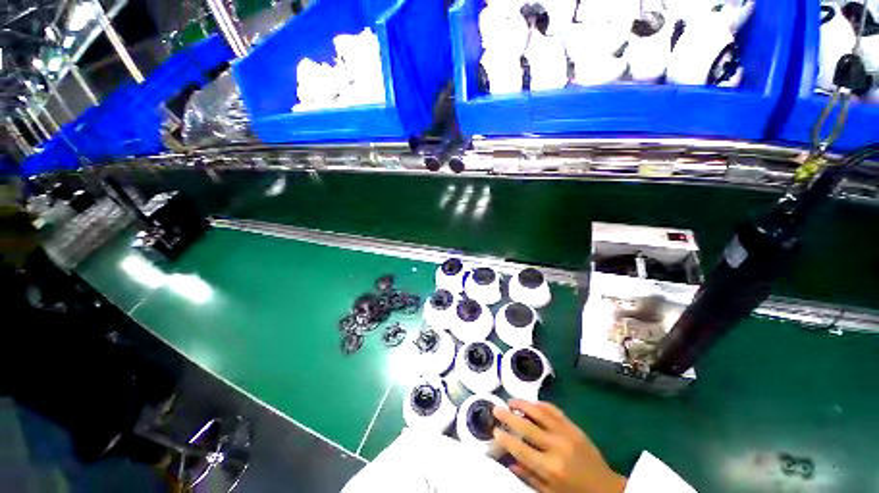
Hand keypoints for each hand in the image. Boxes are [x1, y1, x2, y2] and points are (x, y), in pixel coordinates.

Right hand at [492, 400, 626, 492]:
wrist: (606, 488)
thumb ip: (529, 477)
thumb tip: (509, 462)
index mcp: (551, 468)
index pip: (521, 449)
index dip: (506, 438)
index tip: (494, 430)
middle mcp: (556, 447)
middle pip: (527, 426)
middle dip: (509, 416)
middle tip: (496, 408)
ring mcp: (566, 433)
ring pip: (539, 412)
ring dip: (523, 404)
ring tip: (511, 401)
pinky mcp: (574, 427)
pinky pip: (554, 410)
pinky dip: (540, 404)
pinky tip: (531, 403)